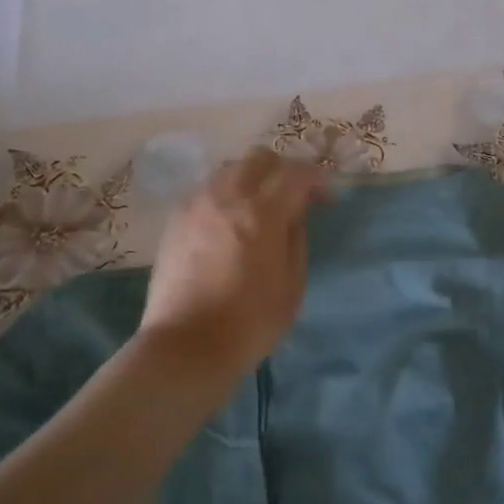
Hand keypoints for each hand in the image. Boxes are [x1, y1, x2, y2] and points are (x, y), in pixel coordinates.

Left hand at [138, 148, 329, 380]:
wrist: (186, 345)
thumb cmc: (250, 322)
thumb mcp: (292, 284)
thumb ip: (296, 238)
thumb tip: (294, 213)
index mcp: (261, 213)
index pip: (296, 173)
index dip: (317, 180)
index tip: (327, 199)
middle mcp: (227, 197)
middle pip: (260, 158)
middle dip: (283, 170)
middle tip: (294, 197)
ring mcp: (197, 204)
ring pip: (231, 169)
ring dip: (253, 180)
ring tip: (260, 208)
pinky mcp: (176, 219)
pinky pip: (208, 190)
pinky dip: (227, 195)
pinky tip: (231, 223)